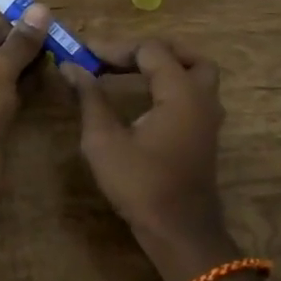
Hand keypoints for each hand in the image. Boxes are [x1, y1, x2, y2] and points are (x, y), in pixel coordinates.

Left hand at [0, 5, 51, 209]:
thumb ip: (19, 44)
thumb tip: (41, 9)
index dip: (13, 26)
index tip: (46, 19)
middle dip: (23, 47)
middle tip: (59, 37)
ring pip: (1, 76)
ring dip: (27, 66)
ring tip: (60, 54)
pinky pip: (6, 97)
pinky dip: (25, 88)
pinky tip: (50, 78)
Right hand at [62, 39, 235, 278]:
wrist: (179, 232)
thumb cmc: (140, 185)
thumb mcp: (104, 140)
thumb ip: (90, 98)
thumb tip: (71, 66)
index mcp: (180, 93)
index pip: (151, 50)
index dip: (116, 48)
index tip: (85, 55)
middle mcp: (202, 98)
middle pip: (185, 55)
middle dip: (148, 51)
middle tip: (115, 58)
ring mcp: (209, 118)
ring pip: (196, 74)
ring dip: (165, 66)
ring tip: (129, 72)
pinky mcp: (205, 135)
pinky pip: (194, 94)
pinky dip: (171, 85)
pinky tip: (143, 98)